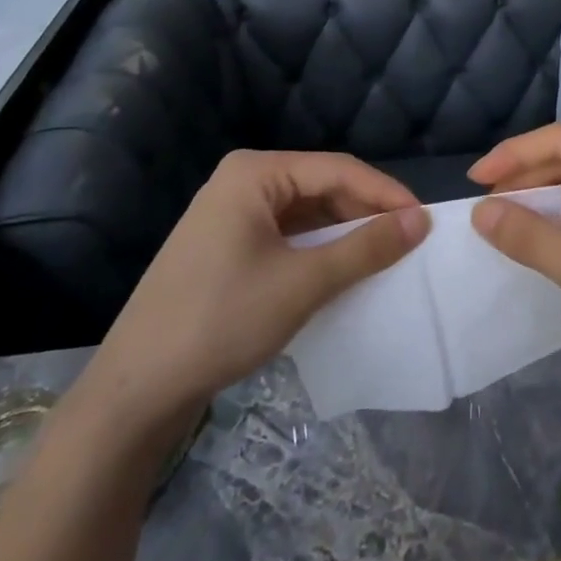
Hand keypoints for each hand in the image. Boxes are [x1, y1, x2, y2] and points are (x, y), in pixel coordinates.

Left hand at [91, 151, 428, 426]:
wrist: (135, 391)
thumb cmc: (221, 321)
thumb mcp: (303, 283)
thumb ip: (366, 247)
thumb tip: (421, 220)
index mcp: (255, 172)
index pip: (338, 169)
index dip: (386, 193)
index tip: (425, 221)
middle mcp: (242, 181)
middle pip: (322, 186)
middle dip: (365, 212)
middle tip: (407, 241)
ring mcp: (230, 213)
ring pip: (306, 212)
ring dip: (344, 232)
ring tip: (382, 256)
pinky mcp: (226, 245)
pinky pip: (287, 234)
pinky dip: (318, 249)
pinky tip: (340, 269)